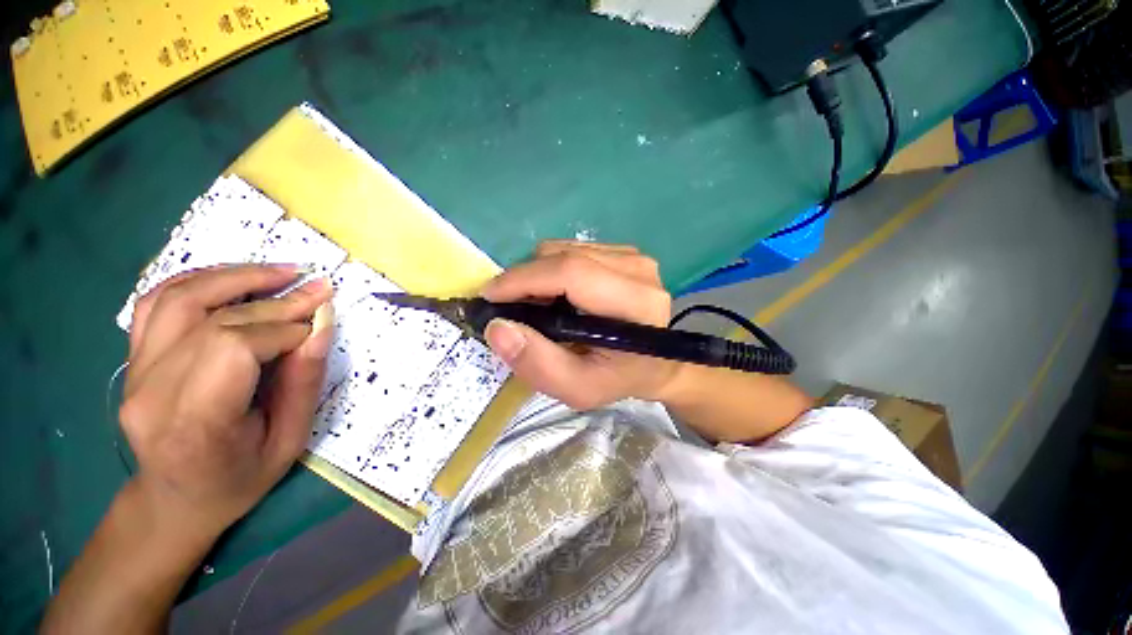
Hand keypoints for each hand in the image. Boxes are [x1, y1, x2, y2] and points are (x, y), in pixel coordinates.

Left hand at [119, 266, 333, 539]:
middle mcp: (152, 391)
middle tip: (317, 290)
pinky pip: (157, 303)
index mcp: (194, 423)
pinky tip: (232, 279)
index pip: (235, 348)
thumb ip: (304, 381)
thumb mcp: (289, 440)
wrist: (174, 500)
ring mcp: (134, 371)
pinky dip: (197, 281)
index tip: (319, 324)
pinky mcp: (133, 359)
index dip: (284, 329)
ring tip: (281, 273)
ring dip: (235, 277)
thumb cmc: (238, 479)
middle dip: (275, 302)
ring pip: (180, 298)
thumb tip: (322, 324)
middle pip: (214, 321)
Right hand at [480, 240, 681, 409]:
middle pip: (563, 255)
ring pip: (564, 248)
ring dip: (538, 275)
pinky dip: (552, 270)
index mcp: (636, 303)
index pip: (572, 273)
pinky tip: (558, 296)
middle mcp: (638, 269)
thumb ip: (538, 364)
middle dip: (525, 278)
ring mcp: (633, 256)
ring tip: (537, 306)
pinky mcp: (624, 252)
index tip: (490, 296)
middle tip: (510, 308)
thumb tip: (497, 327)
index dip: (524, 279)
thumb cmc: (618, 379)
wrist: (655, 364)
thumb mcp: (578, 388)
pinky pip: (572, 249)